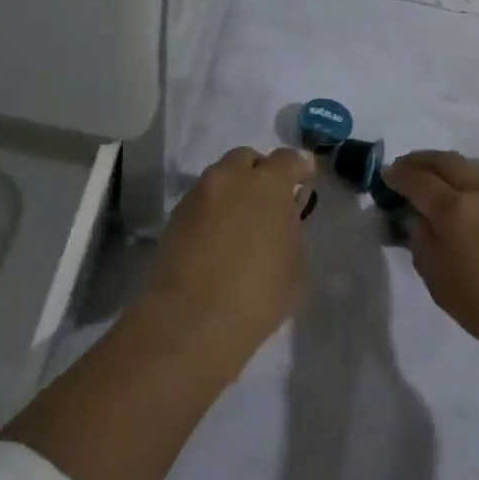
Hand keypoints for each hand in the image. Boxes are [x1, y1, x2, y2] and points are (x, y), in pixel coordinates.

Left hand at [146, 146, 316, 348]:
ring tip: (239, 222)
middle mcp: (230, 178)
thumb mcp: (295, 267)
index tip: (303, 180)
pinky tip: (217, 238)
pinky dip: (212, 210)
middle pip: (247, 159)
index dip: (299, 168)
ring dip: (233, 190)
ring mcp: (198, 195)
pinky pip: (200, 201)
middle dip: (259, 172)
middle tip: (267, 201)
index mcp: (268, 185)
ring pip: (220, 178)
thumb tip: (281, 222)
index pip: (288, 159)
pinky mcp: (174, 217)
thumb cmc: (258, 295)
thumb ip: (291, 231)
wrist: (191, 320)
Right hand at [384, 150, 478, 358]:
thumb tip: (417, 219)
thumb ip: (422, 244)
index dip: (397, 175)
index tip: (385, 174)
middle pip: (445, 161)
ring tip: (436, 182)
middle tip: (405, 167)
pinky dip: (470, 183)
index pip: (417, 180)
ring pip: (470, 168)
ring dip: (447, 168)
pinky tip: (469, 203)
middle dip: (421, 160)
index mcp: (453, 209)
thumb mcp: (440, 283)